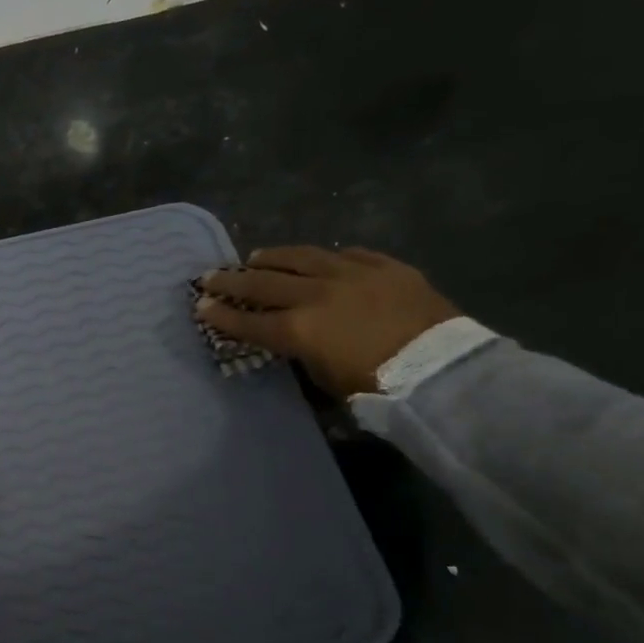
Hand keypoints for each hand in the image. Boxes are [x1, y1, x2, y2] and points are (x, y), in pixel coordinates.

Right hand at [193, 246, 460, 398]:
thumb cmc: (378, 388)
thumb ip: (303, 355)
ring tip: (257, 256)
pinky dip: (329, 257)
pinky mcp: (385, 267)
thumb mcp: (326, 380)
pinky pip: (350, 255)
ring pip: (301, 258)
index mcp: (297, 330)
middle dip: (232, 281)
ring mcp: (351, 275)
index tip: (200, 306)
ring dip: (274, 258)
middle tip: (210, 276)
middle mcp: (315, 295)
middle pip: (263, 284)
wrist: (443, 370)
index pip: (247, 321)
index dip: (220, 315)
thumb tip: (296, 344)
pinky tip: (323, 258)